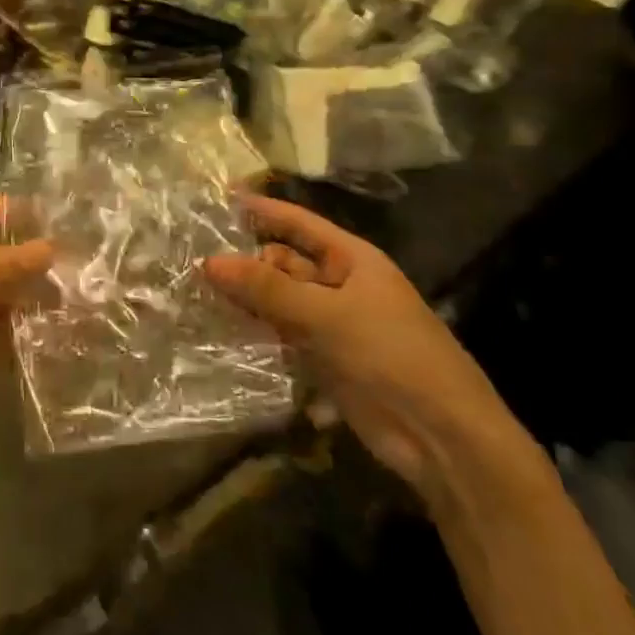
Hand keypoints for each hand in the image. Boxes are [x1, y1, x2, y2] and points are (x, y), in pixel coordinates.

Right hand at [204, 196, 517, 503]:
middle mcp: (340, 285)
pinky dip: (257, 333)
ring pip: (279, 301)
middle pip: (283, 263)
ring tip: (195, 293)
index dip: (261, 209)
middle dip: (244, 262)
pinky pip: (283, 336)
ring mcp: (332, 324)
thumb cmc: (392, 356)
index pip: (297, 223)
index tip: (218, 197)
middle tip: (191, 259)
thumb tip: (209, 262)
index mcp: (351, 260)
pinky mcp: (324, 360)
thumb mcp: (327, 315)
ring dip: (246, 299)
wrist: (442, 438)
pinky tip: (221, 331)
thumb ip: (268, 289)